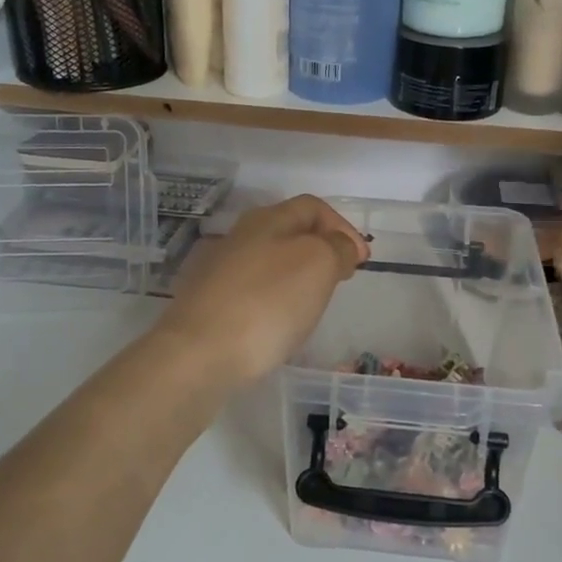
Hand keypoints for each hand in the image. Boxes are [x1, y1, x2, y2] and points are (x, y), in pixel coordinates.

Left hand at [159, 196, 368, 386]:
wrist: (199, 354)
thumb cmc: (267, 303)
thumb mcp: (318, 265)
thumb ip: (336, 248)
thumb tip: (340, 246)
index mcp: (267, 220)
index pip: (312, 207)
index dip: (342, 227)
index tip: (362, 260)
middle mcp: (239, 238)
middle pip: (288, 232)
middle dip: (320, 250)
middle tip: (341, 278)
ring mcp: (218, 272)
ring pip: (269, 263)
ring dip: (297, 276)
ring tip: (314, 303)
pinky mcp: (208, 306)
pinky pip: (252, 292)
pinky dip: (274, 300)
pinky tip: (279, 324)